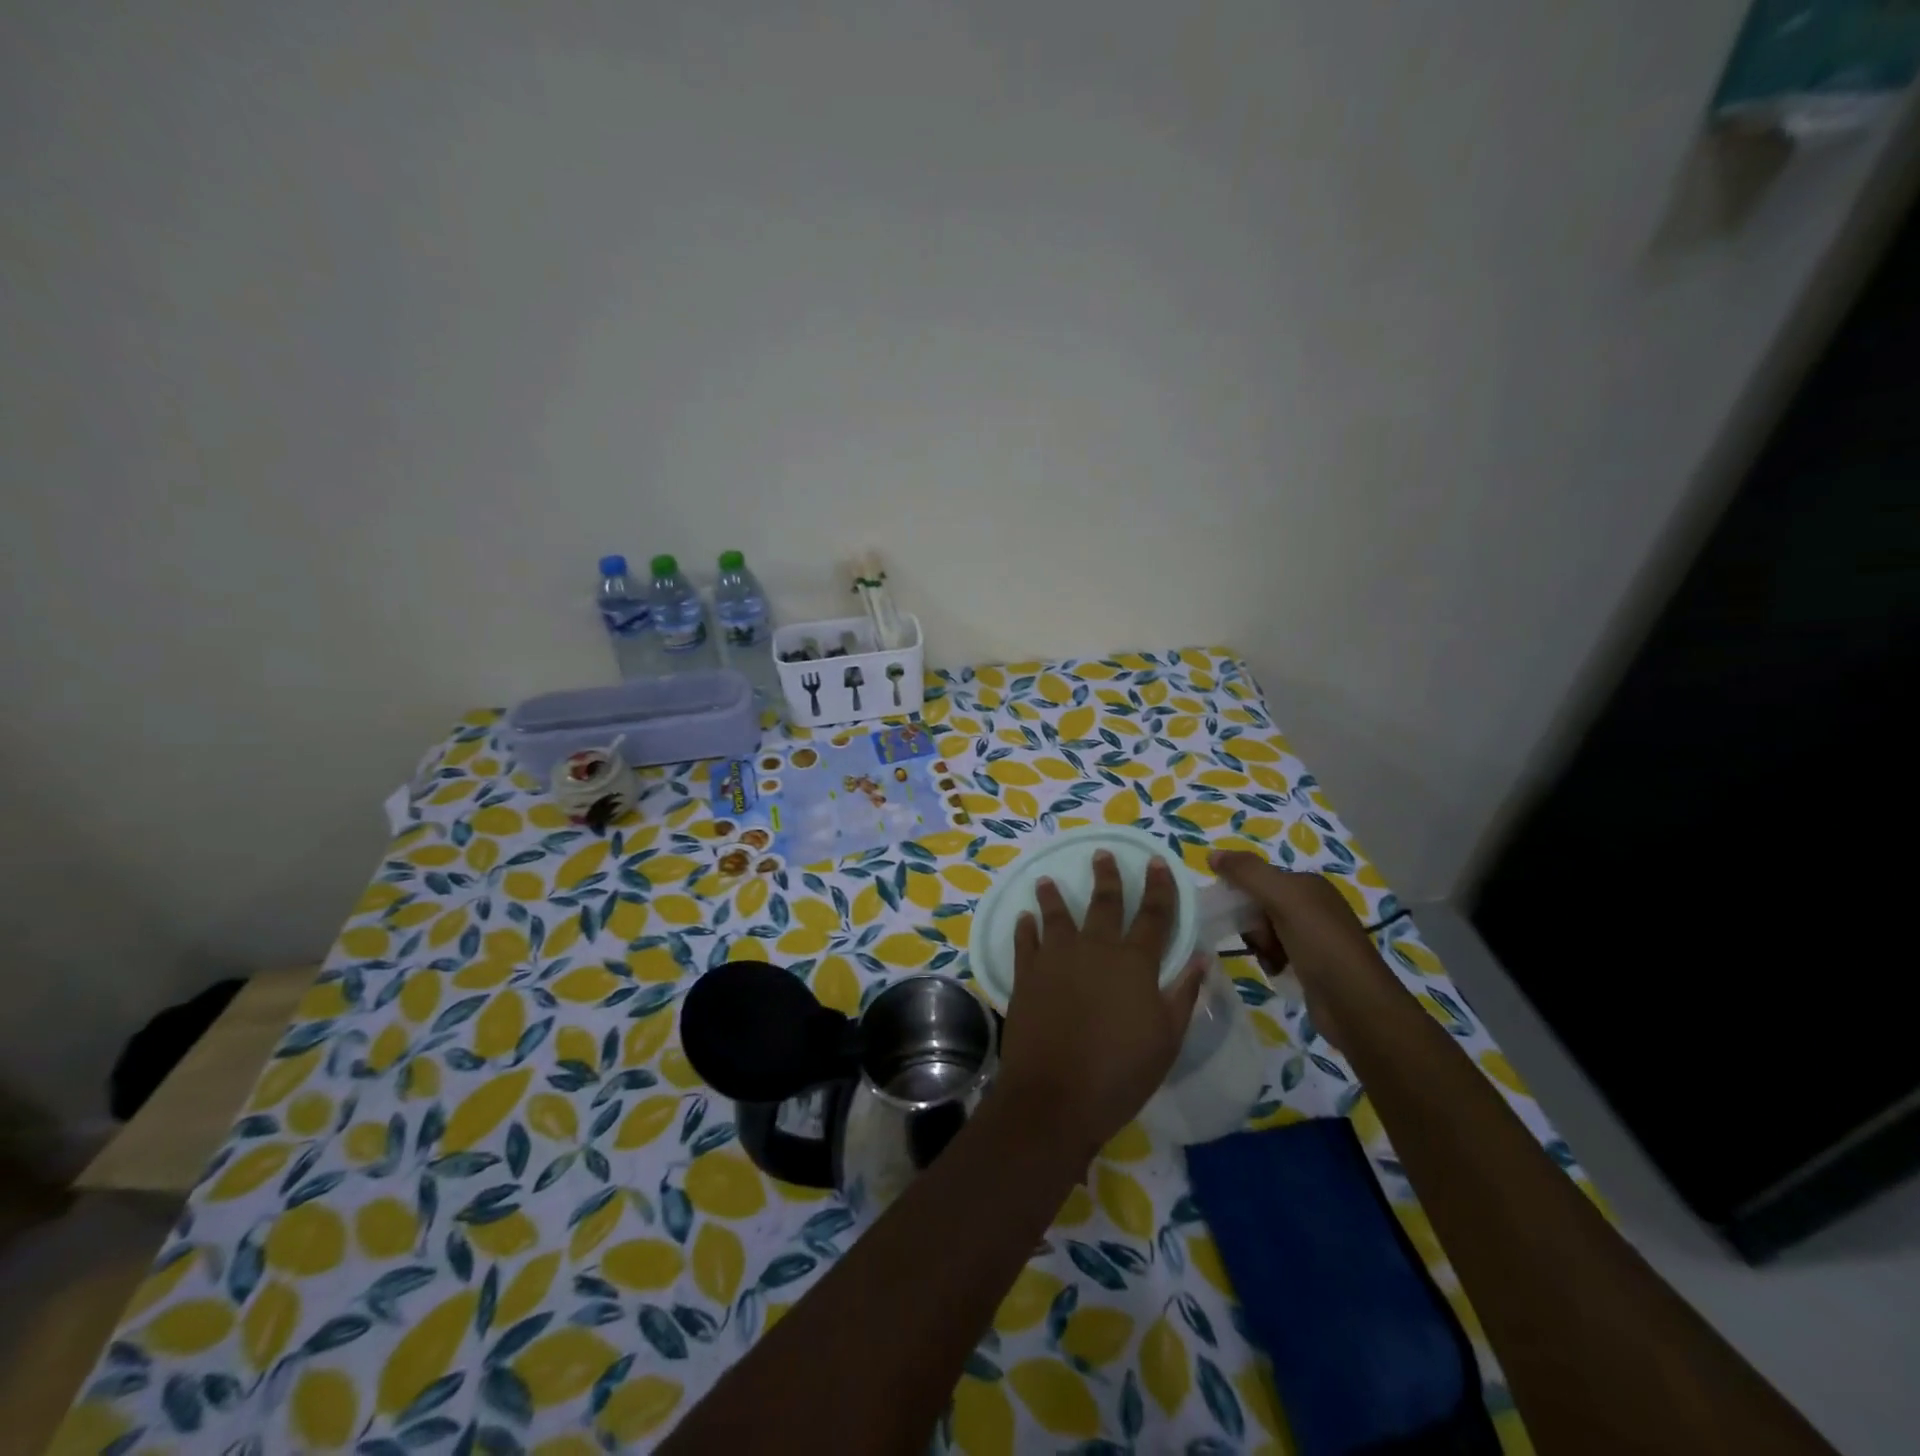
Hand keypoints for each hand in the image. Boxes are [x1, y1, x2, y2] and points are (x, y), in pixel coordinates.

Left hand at [996, 852, 1205, 1162]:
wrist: (1056, 1095)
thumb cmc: (1121, 1072)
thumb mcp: (1167, 1039)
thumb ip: (1183, 994)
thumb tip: (1201, 958)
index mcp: (1134, 962)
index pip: (1153, 915)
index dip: (1158, 887)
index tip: (1157, 862)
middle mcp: (1095, 949)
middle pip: (1104, 903)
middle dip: (1107, 877)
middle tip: (1103, 854)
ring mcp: (1056, 958)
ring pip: (1056, 916)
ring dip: (1053, 896)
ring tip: (1048, 880)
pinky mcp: (1025, 975)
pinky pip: (1024, 942)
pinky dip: (1025, 928)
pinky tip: (1024, 918)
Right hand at [1209, 850, 1401, 1048]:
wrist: (1356, 1004)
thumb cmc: (1320, 944)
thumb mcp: (1283, 899)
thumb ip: (1247, 873)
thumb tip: (1212, 855)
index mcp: (1309, 885)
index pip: (1260, 877)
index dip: (1242, 892)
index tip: (1234, 912)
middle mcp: (1313, 906)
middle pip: (1260, 904)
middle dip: (1253, 923)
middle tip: (1260, 939)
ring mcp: (1314, 937)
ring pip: (1265, 930)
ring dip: (1260, 944)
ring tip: (1271, 959)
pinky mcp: (1311, 964)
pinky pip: (1276, 953)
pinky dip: (1270, 961)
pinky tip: (1277, 971)